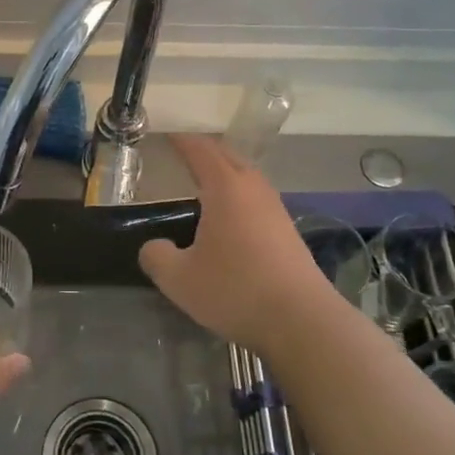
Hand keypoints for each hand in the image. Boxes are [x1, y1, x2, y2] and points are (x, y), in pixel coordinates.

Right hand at [138, 134, 340, 358]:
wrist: (302, 321)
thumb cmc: (235, 290)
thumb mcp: (179, 279)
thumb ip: (157, 257)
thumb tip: (153, 248)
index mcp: (226, 188)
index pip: (200, 150)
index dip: (181, 139)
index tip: (165, 133)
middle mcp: (253, 189)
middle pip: (228, 156)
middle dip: (204, 150)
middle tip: (181, 153)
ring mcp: (276, 209)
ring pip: (246, 177)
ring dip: (225, 172)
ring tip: (203, 182)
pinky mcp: (287, 232)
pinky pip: (256, 199)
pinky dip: (238, 195)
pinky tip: (229, 217)